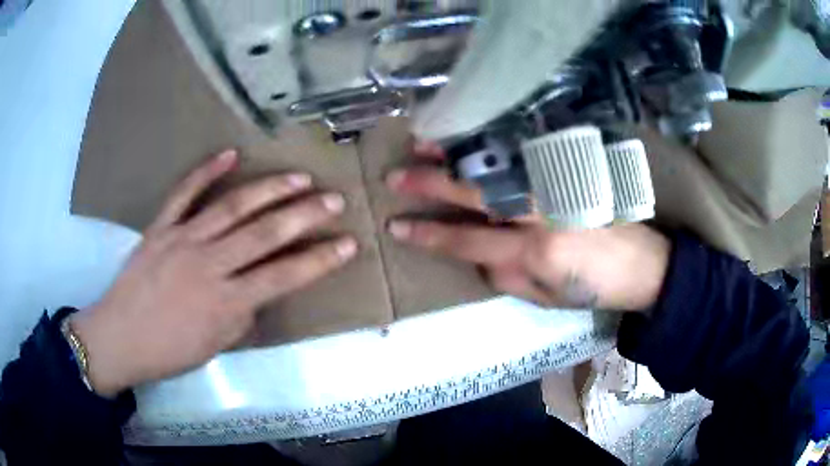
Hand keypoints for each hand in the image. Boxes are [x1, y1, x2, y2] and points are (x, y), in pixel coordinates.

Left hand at [70, 150, 357, 395]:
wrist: (120, 337)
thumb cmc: (169, 350)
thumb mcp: (215, 345)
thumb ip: (242, 314)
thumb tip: (257, 289)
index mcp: (225, 301)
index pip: (283, 276)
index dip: (319, 260)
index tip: (348, 244)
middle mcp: (208, 264)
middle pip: (264, 234)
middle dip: (305, 216)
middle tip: (334, 200)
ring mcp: (182, 239)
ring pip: (231, 207)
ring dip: (269, 190)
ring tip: (298, 177)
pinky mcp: (160, 227)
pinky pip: (183, 193)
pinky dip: (206, 171)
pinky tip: (230, 154)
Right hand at [385, 141, 670, 310]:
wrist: (643, 264)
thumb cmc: (594, 289)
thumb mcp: (546, 298)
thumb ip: (505, 275)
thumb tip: (476, 253)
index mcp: (536, 251)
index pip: (468, 240)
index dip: (430, 234)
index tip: (398, 226)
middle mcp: (543, 211)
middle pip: (476, 193)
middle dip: (431, 185)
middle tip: (395, 178)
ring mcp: (557, 185)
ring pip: (498, 164)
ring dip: (456, 153)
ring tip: (423, 145)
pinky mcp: (569, 172)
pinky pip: (524, 155)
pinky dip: (492, 146)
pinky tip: (471, 140)